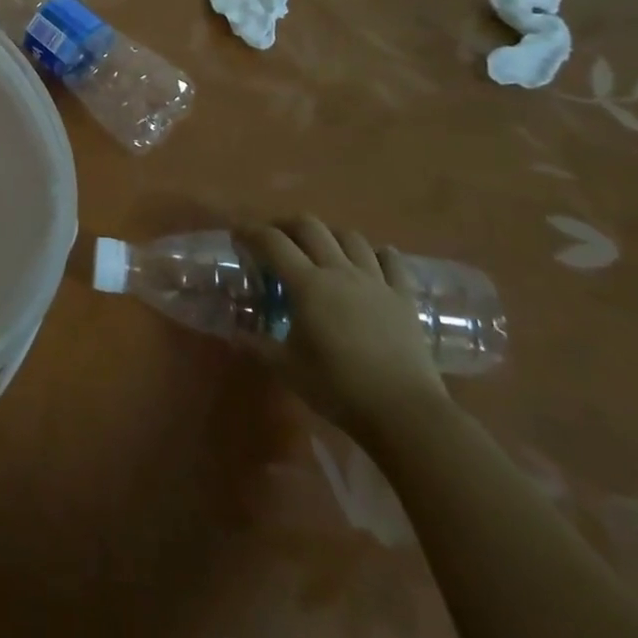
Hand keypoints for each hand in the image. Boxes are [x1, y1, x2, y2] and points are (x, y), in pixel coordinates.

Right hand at [243, 217, 447, 439]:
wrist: (405, 413)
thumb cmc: (338, 387)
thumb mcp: (286, 368)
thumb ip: (255, 345)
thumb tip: (233, 334)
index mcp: (307, 284)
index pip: (272, 242)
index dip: (250, 232)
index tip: (237, 235)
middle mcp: (339, 272)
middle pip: (310, 227)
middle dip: (286, 225)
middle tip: (274, 239)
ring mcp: (375, 282)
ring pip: (350, 237)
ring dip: (329, 235)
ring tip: (320, 248)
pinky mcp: (404, 298)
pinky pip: (392, 262)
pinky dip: (379, 254)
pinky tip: (372, 259)